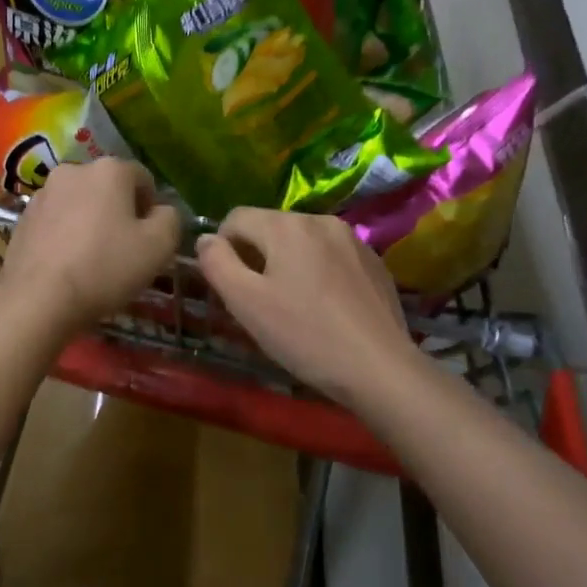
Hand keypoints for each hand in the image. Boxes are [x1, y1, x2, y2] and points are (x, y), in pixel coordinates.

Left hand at [0, 159, 181, 331]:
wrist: (38, 299)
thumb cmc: (105, 267)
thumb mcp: (159, 247)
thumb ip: (170, 219)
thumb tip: (162, 211)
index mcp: (109, 169)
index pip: (143, 179)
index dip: (151, 208)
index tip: (149, 239)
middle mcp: (74, 170)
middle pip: (108, 188)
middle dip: (119, 212)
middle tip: (124, 250)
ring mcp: (43, 193)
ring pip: (80, 203)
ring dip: (90, 222)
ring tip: (92, 259)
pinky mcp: (22, 218)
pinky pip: (55, 220)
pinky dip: (65, 234)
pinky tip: (67, 264)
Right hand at [196, 208, 417, 406]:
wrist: (380, 368)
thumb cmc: (304, 335)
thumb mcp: (246, 303)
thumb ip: (217, 263)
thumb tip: (206, 239)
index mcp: (285, 225)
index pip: (236, 218)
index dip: (223, 248)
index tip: (231, 286)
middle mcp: (319, 220)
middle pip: (270, 227)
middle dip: (257, 256)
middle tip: (259, 302)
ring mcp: (352, 239)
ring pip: (302, 241)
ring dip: (288, 263)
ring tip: (293, 305)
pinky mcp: (374, 261)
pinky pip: (331, 256)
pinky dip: (318, 272)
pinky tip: (326, 308)